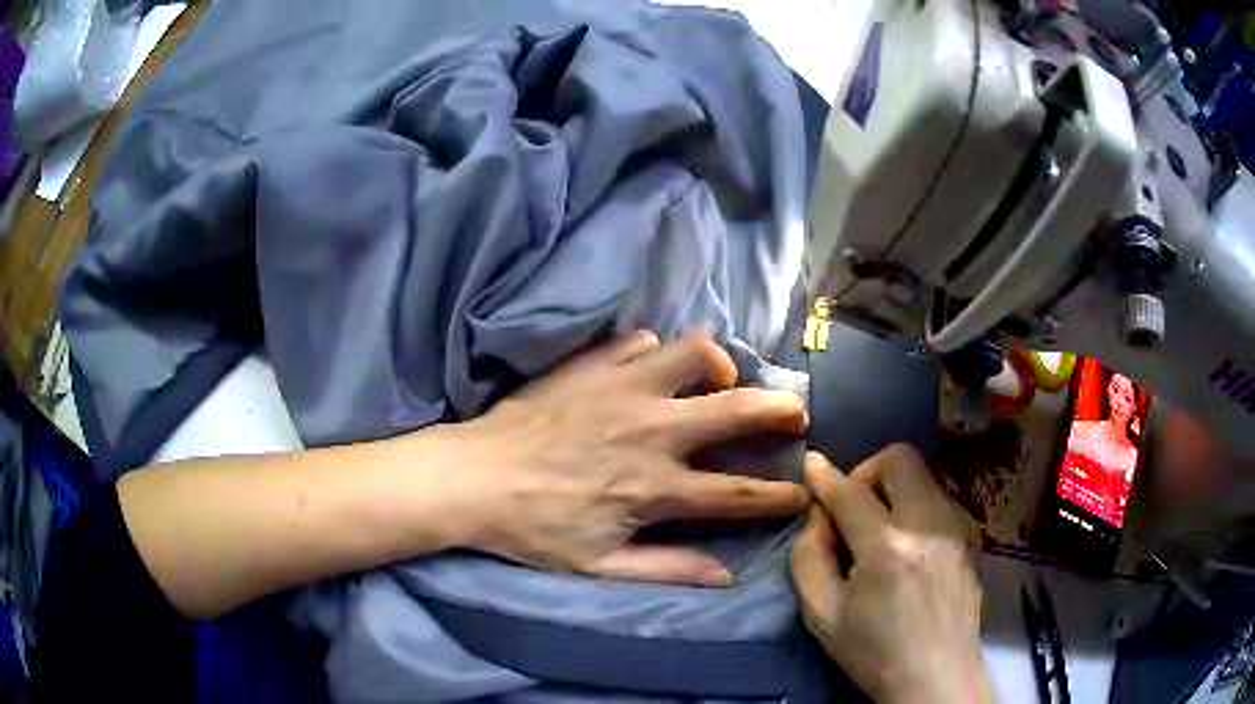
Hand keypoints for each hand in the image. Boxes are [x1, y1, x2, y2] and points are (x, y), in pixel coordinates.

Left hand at [449, 331, 809, 586]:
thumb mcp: (600, 566)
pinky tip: (652, 372)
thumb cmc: (535, 529)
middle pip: (738, 408)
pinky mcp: (594, 364)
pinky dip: (659, 354)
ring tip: (718, 381)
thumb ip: (668, 569)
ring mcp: (623, 388)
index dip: (782, 495)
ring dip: (719, 365)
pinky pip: (643, 341)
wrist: (474, 478)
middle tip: (794, 411)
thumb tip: (727, 576)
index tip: (803, 491)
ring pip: (695, 352)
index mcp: (656, 487)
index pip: (739, 492)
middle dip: (780, 408)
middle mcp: (652, 430)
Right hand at [790, 446, 991, 703]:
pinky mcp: (971, 539)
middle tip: (853, 506)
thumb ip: (809, 558)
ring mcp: (957, 528)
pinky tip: (908, 548)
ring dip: (894, 490)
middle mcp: (930, 524)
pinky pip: (939, 502)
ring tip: (880, 532)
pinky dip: (915, 509)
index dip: (826, 476)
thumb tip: (819, 517)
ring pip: (924, 478)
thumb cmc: (873, 652)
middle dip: (869, 471)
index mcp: (888, 547)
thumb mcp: (822, 615)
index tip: (812, 465)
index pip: (852, 492)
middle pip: (901, 459)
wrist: (935, 676)